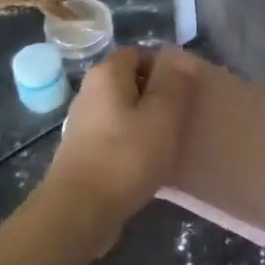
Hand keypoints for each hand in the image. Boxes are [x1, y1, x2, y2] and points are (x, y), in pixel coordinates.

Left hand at [44, 46, 196, 244]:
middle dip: (157, 95)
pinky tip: (148, 164)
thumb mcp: (162, 116)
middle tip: (182, 116)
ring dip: (146, 122)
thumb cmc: (125, 156)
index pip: (138, 53)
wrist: (78, 211)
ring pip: (123, 111)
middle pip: (130, 81)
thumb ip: (175, 84)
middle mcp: (90, 91)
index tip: (186, 89)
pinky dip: (132, 143)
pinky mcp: (83, 152)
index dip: (164, 66)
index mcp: (107, 73)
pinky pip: (115, 136)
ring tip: (170, 142)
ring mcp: (83, 123)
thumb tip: (182, 59)